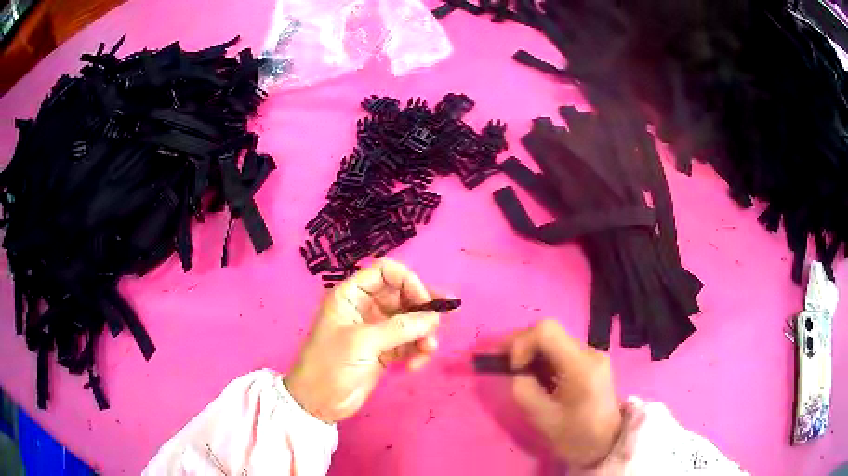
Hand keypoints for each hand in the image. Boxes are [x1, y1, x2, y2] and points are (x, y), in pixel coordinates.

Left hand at [284, 259, 441, 423]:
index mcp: (352, 295)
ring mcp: (376, 330)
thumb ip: (400, 328)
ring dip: (423, 334)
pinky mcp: (384, 351)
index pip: (387, 273)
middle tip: (448, 317)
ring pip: (410, 321)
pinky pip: (409, 343)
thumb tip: (434, 317)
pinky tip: (415, 365)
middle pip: (403, 295)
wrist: (317, 403)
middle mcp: (366, 307)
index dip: (409, 282)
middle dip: (424, 309)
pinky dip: (417, 351)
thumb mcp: (362, 343)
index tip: (425, 302)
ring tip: (428, 351)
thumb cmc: (330, 365)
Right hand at [508, 319, 621, 467]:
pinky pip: (560, 351)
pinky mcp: (589, 362)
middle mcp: (588, 352)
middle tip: (501, 363)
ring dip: (531, 352)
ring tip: (515, 370)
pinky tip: (533, 375)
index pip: (546, 331)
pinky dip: (542, 358)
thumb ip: (525, 392)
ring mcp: (591, 355)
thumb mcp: (544, 420)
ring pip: (553, 340)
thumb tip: (516, 374)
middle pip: (548, 331)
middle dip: (521, 345)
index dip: (522, 343)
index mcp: (580, 366)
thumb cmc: (577, 436)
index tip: (513, 368)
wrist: (608, 442)